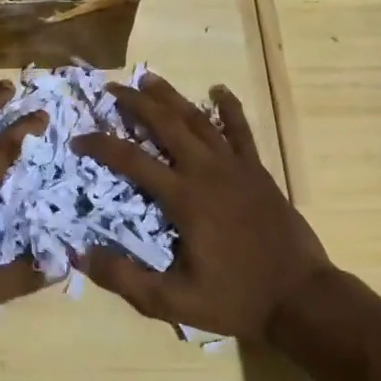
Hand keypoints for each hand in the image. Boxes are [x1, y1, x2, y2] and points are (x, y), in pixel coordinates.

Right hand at [71, 73, 335, 342]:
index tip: (78, 140)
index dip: (101, 145)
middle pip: (165, 124)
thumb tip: (81, 254)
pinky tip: (219, 90)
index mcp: (184, 198)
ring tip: (150, 78)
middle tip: (112, 89)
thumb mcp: (174, 301)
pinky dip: (229, 108)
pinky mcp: (258, 172)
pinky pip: (241, 131)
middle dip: (136, 103)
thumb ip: (125, 279)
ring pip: (199, 120)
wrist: (302, 299)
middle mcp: (207, 172)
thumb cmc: (236, 299)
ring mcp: (236, 167)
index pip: (132, 160)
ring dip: (172, 97)